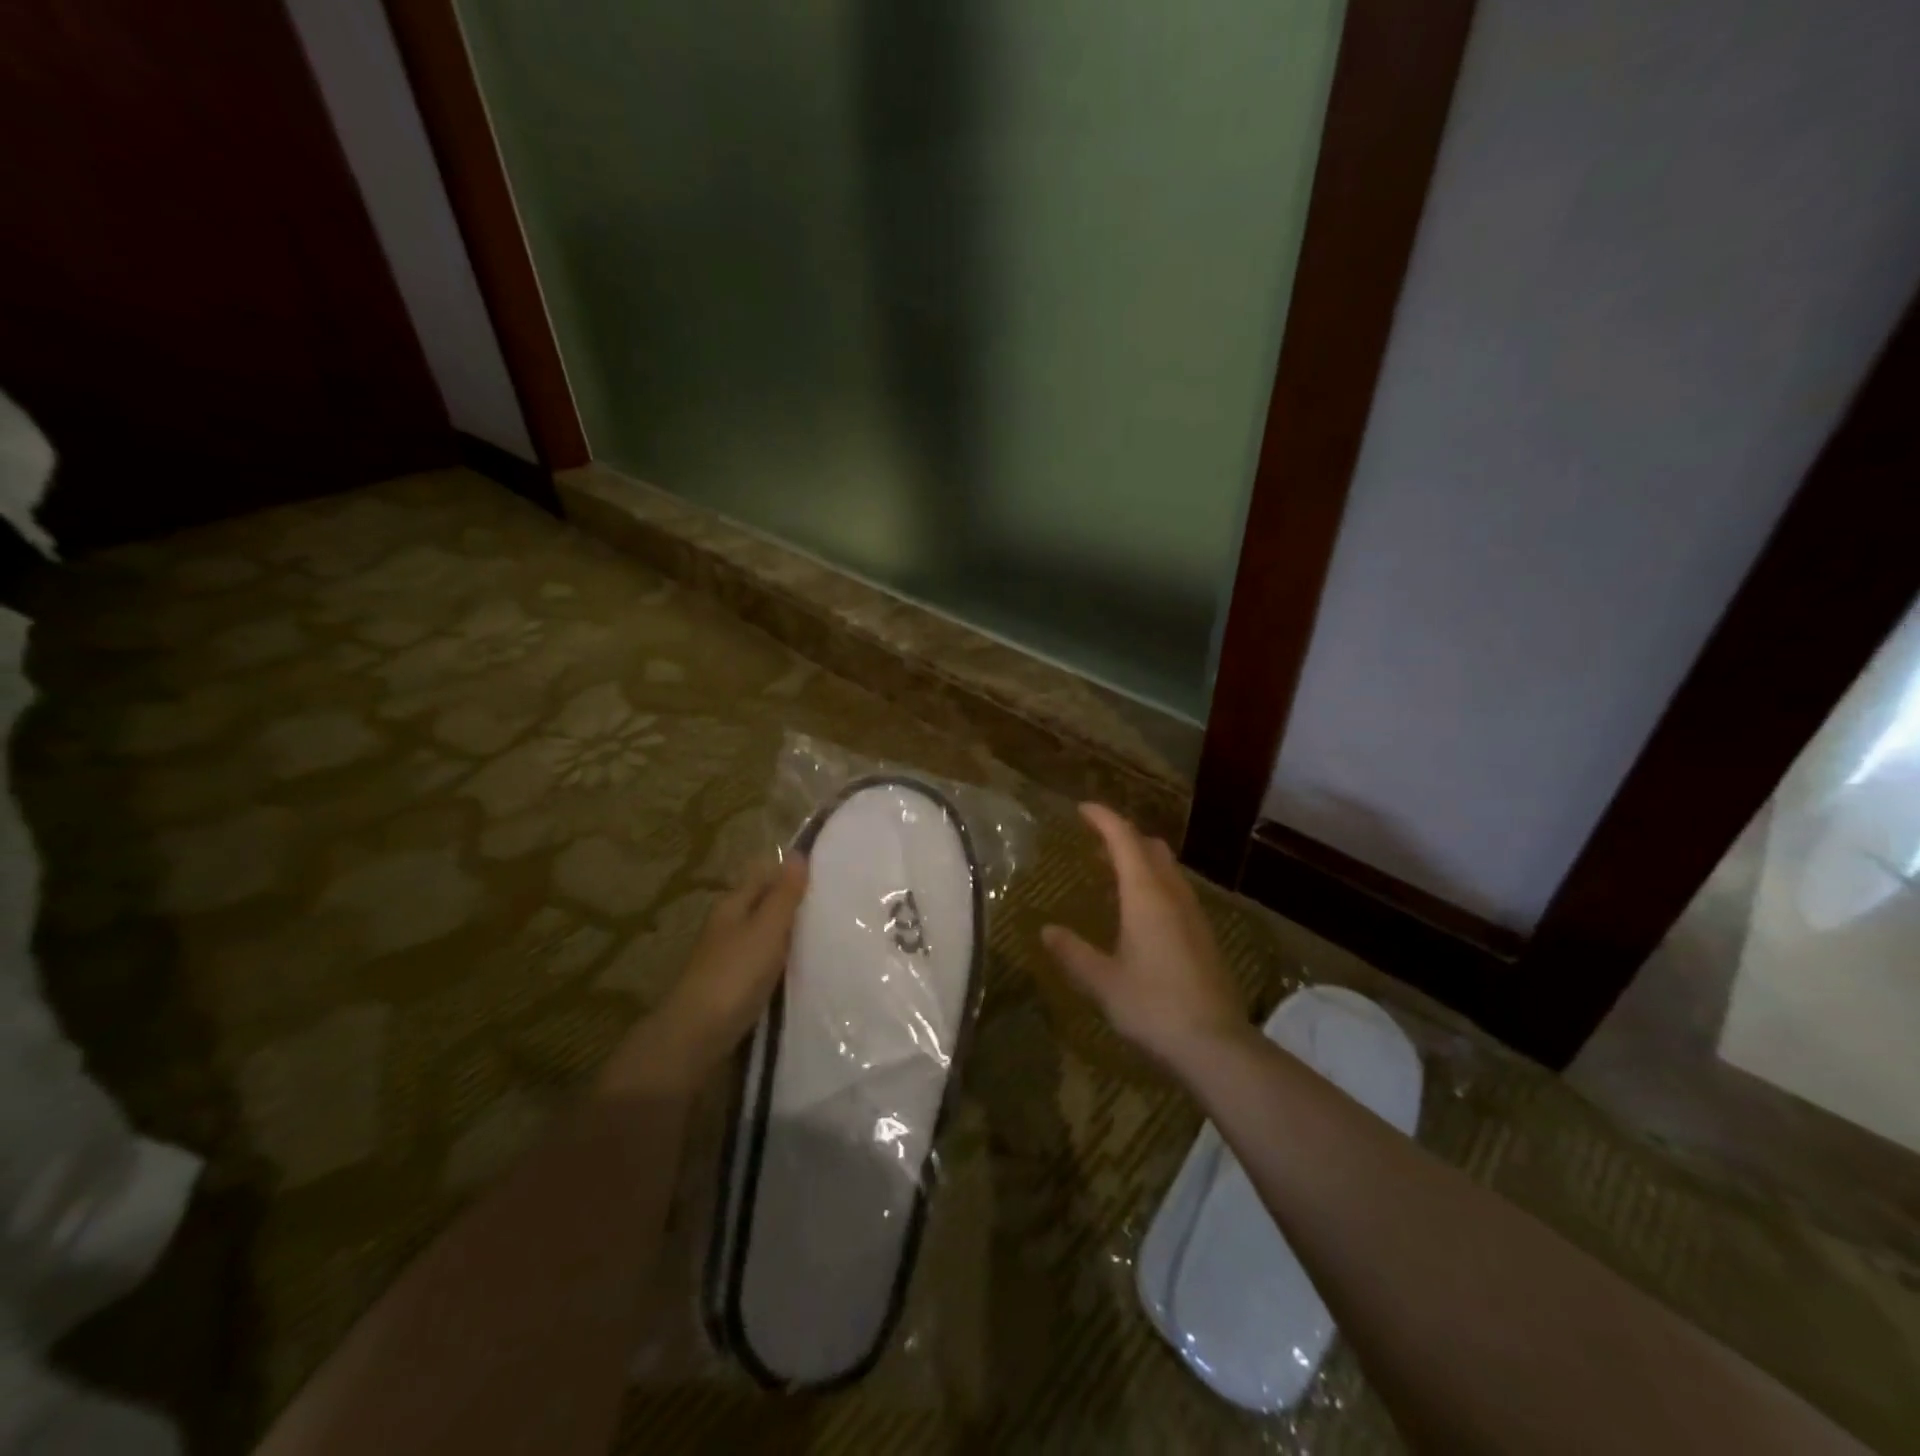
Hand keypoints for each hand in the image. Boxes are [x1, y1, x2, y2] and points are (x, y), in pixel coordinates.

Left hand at [599, 855, 808, 1095]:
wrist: (697, 1038)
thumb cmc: (734, 975)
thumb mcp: (766, 929)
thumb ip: (784, 894)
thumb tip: (798, 853)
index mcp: (733, 905)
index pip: (765, 875)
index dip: (792, 872)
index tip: (830, 873)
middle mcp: (728, 926)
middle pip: (765, 905)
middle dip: (796, 904)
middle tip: (839, 904)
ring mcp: (730, 958)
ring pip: (767, 936)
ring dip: (792, 935)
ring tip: (831, 933)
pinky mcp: (735, 988)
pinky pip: (766, 964)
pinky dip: (785, 961)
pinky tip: (808, 967)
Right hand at [1041, 804, 1246, 1072]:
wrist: (1216, 1045)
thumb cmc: (1153, 1006)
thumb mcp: (1102, 982)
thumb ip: (1073, 953)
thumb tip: (1047, 930)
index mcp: (1146, 895)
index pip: (1124, 839)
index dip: (1103, 818)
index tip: (1083, 809)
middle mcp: (1173, 895)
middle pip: (1150, 847)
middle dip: (1123, 836)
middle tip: (1095, 842)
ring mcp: (1194, 914)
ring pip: (1167, 869)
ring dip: (1141, 860)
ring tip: (1113, 873)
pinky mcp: (1204, 936)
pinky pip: (1176, 891)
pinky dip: (1154, 884)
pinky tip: (1140, 913)